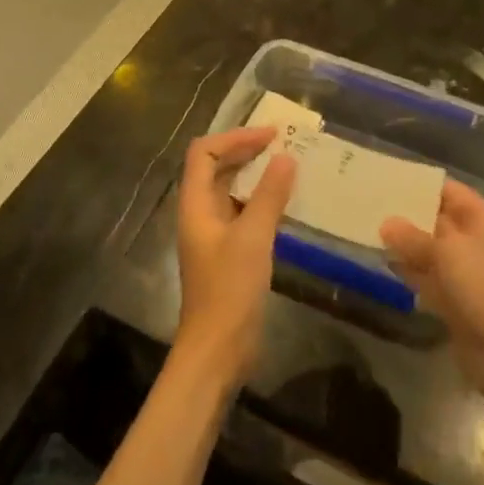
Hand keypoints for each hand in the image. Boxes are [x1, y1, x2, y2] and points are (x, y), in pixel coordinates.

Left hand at [175, 127, 295, 383]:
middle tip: (282, 144)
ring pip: (230, 190)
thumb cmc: (229, 290)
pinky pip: (242, 213)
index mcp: (195, 205)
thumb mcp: (253, 238)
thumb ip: (269, 196)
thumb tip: (285, 157)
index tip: (270, 135)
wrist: (218, 349)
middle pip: (215, 168)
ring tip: (287, 167)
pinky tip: (285, 205)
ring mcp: (213, 235)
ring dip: (255, 175)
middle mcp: (200, 214)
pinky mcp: (228, 253)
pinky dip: (261, 201)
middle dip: (245, 151)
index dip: (235, 137)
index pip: (205, 153)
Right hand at [380, 181, 483, 410]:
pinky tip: (383, 263)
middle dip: (406, 215)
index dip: (418, 185)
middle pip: (438, 220)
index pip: (448, 191)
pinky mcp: (458, 301)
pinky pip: (429, 278)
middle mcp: (478, 241)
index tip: (383, 180)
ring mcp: (468, 273)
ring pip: (431, 251)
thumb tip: (386, 223)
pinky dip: (410, 272)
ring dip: (404, 245)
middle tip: (366, 204)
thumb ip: (413, 237)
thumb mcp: (447, 253)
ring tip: (366, 230)